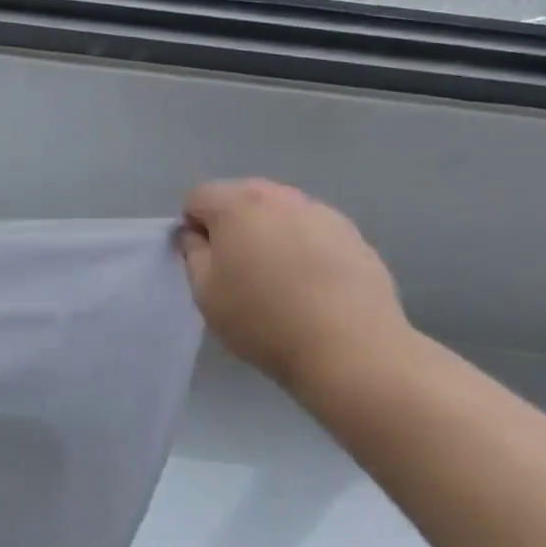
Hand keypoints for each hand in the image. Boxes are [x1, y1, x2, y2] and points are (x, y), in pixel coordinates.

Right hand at [176, 179, 407, 390]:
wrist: (351, 349)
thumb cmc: (263, 319)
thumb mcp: (205, 293)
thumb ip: (191, 254)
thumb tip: (194, 235)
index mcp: (236, 204)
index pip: (198, 197)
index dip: (192, 227)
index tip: (204, 261)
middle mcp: (279, 196)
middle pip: (241, 196)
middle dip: (232, 224)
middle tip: (237, 268)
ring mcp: (321, 212)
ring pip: (280, 212)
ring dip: (270, 233)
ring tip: (279, 278)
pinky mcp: (353, 235)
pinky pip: (313, 231)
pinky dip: (304, 247)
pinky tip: (312, 285)